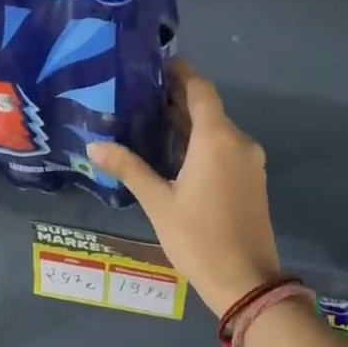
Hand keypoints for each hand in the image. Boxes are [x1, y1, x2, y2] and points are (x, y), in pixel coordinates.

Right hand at [88, 62, 279, 316]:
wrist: (246, 281)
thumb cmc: (198, 238)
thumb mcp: (158, 203)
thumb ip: (129, 168)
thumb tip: (94, 145)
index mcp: (217, 139)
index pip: (200, 89)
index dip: (180, 72)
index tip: (155, 66)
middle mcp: (238, 141)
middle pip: (208, 108)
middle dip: (178, 99)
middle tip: (141, 95)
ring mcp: (250, 161)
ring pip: (217, 129)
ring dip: (189, 122)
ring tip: (151, 121)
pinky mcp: (253, 178)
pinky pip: (226, 148)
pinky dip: (202, 142)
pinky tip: (176, 152)